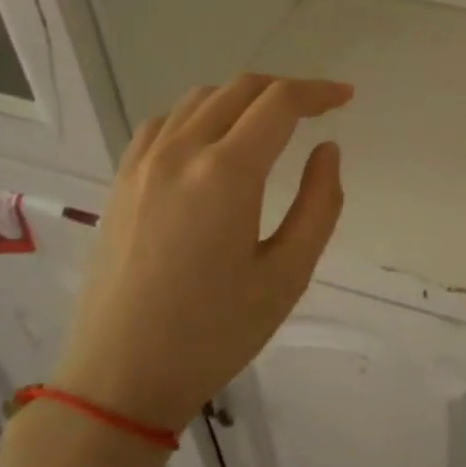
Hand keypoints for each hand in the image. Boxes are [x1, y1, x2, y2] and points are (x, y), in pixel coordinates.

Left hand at [52, 75, 351, 430]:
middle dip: (285, 90)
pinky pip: (164, 123)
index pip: (279, 103)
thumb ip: (318, 205)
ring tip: (270, 123)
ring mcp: (143, 163)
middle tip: (318, 109)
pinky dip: (199, 114)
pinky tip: (211, 142)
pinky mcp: (121, 181)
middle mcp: (181, 151)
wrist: (120, 376)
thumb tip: (327, 150)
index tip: (345, 98)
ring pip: (200, 99)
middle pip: (240, 89)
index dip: (318, 92)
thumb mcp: (287, 276)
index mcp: (226, 172)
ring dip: (242, 99)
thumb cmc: (214, 334)